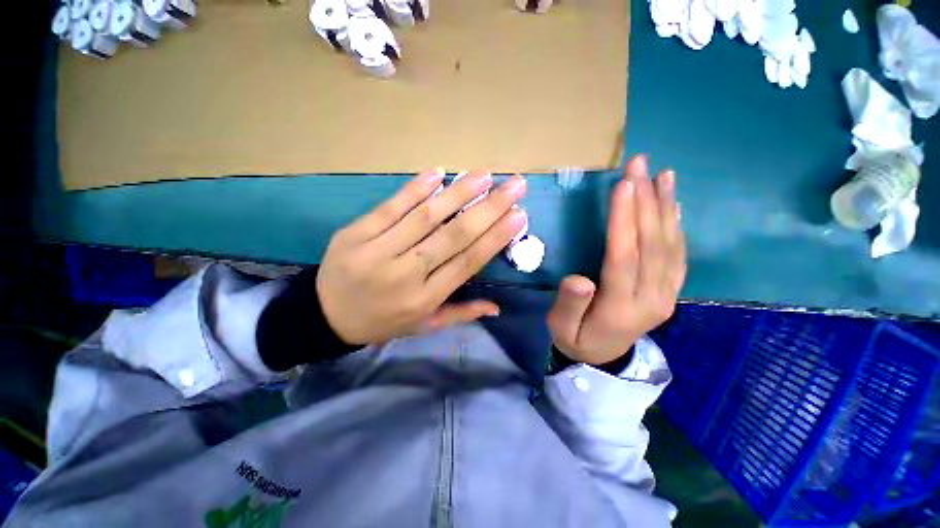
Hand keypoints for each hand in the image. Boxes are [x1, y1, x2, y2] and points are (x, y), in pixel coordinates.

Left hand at [317, 170, 527, 344]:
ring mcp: (378, 251)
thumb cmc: (382, 322)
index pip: (467, 262)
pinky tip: (438, 173)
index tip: (519, 215)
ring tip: (484, 175)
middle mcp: (406, 274)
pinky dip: (414, 189)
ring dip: (458, 193)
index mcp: (425, 299)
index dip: (495, 238)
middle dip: (489, 208)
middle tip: (514, 185)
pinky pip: (390, 208)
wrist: (324, 317)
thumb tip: (496, 306)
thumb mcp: (423, 326)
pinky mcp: (355, 233)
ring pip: (425, 217)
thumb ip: (460, 314)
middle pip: (453, 236)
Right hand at [547, 156, 685, 365]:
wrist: (604, 360)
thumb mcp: (561, 328)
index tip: (622, 185)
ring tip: (661, 175)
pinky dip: (677, 226)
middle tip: (639, 166)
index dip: (623, 220)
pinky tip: (674, 204)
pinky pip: (678, 255)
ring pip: (670, 245)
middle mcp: (652, 299)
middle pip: (651, 245)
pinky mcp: (671, 290)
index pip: (624, 257)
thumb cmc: (576, 339)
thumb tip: (579, 278)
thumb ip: (569, 305)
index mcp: (620, 308)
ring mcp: (667, 294)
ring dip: (666, 207)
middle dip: (645, 202)